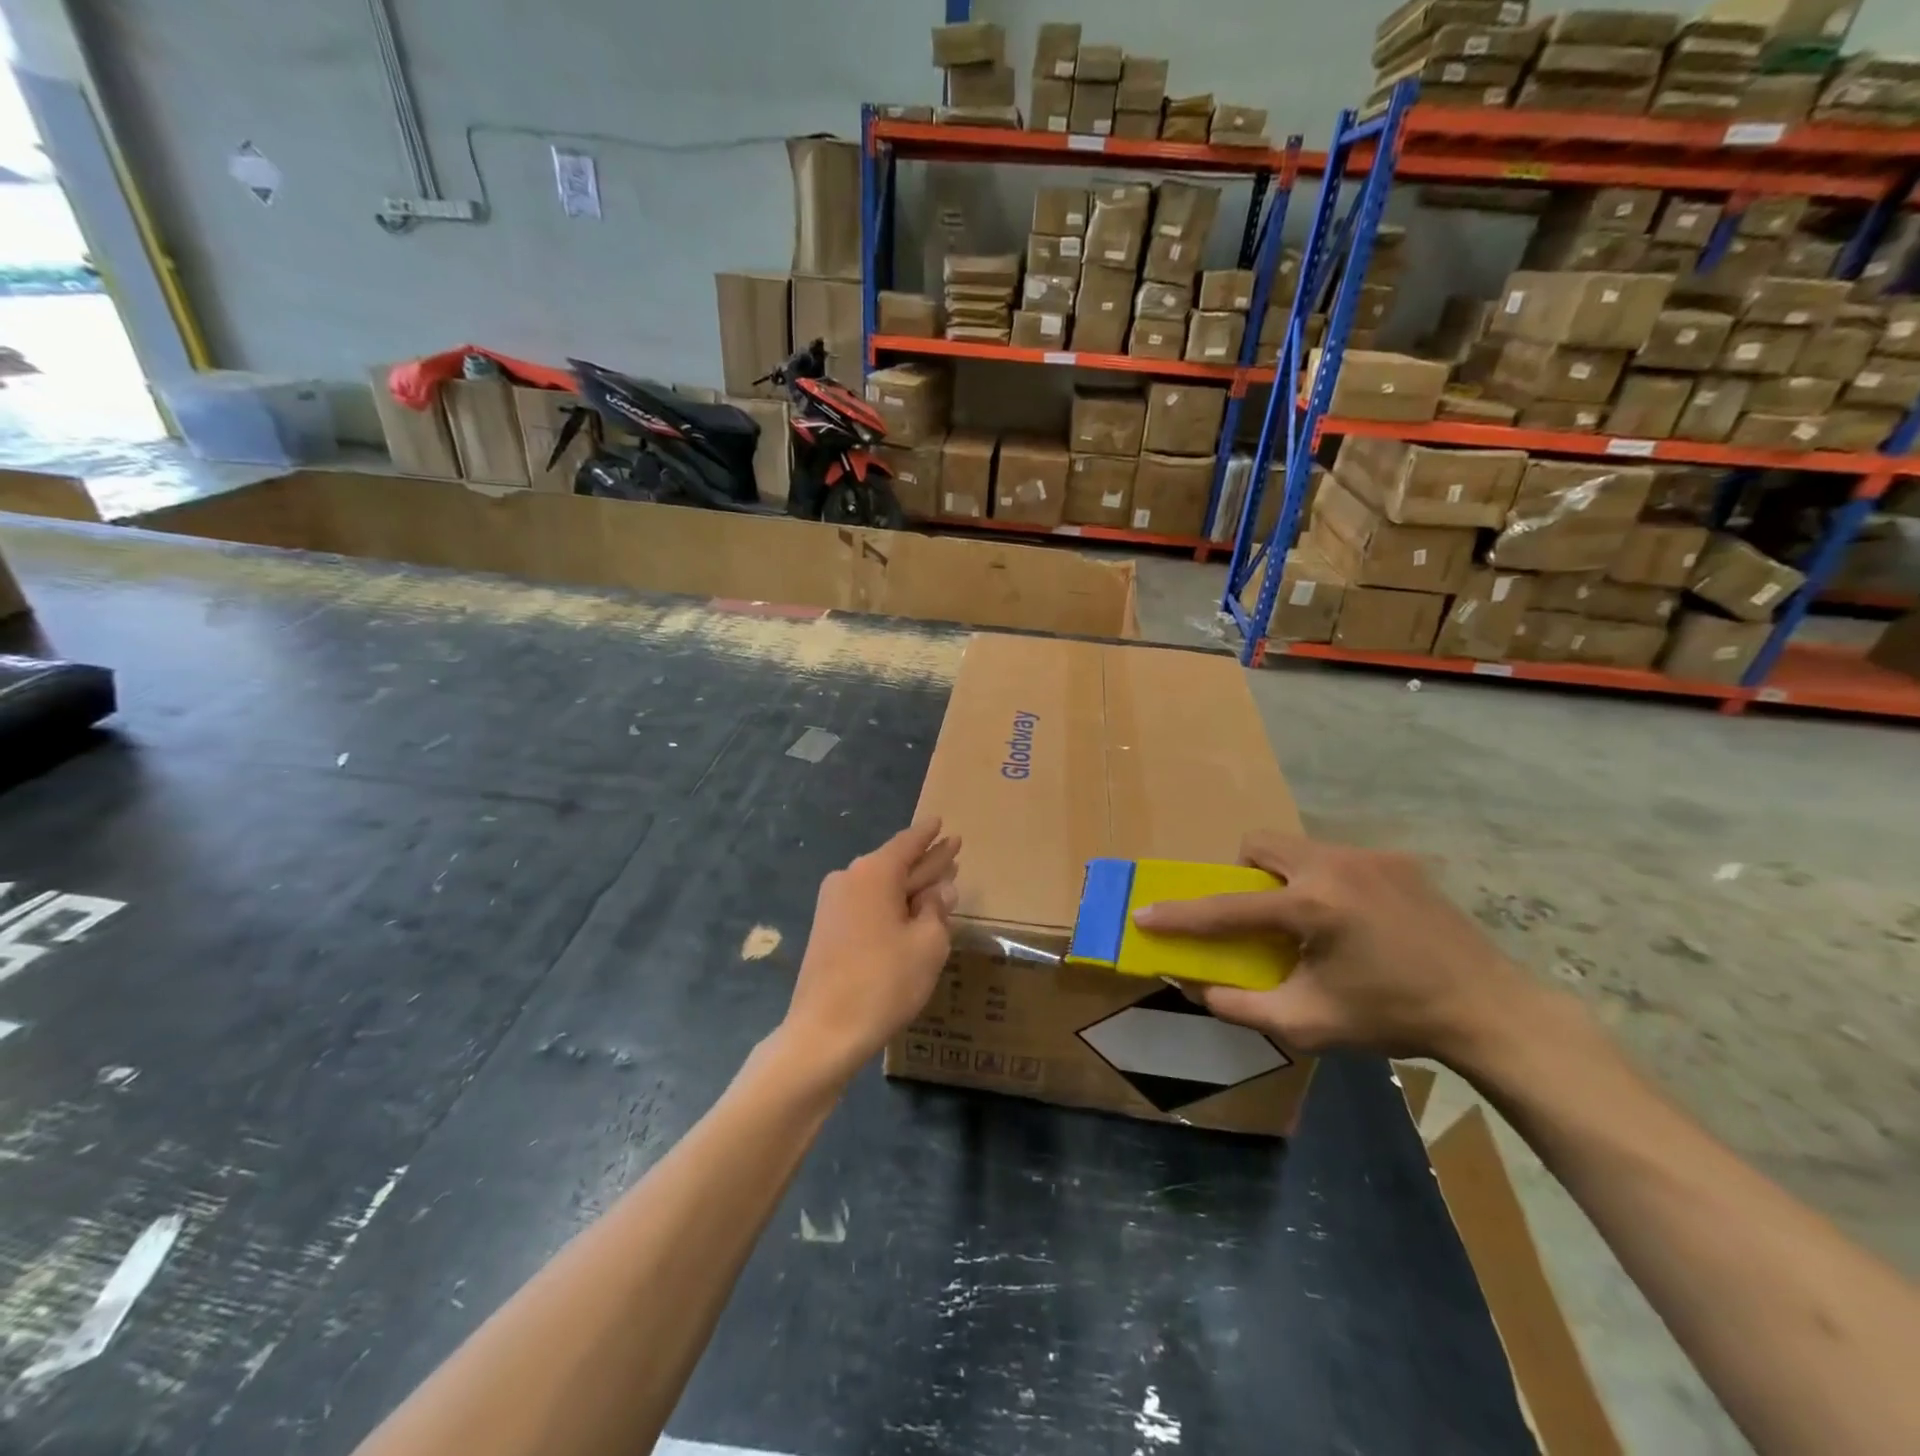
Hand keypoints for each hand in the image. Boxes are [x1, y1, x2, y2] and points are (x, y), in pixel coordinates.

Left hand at [779, 822, 960, 1083]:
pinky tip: (911, 912)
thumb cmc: (884, 982)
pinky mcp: (828, 930)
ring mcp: (834, 905)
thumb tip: (941, 890)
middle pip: (895, 863)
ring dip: (910, 885)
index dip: (929, 835)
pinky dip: (892, 904)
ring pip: (881, 886)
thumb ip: (937, 910)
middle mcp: (850, 879)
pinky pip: (868, 904)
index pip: (908, 843)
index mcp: (874, 873)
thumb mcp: (927, 945)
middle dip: (925, 860)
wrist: (824, 1032)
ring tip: (939, 881)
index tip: (942, 822)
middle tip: (953, 850)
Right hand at [1132, 833, 1536, 1062]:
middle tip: (1259, 916)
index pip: (1227, 908)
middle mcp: (1335, 866)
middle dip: (1243, 875)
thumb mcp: (1309, 1024)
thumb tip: (1197, 988)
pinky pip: (1338, 858)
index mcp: (1312, 908)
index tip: (1145, 914)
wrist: (1489, 1010)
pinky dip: (1327, 882)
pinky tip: (1358, 921)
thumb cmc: (1393, 1018)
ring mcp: (1370, 857)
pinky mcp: (1398, 860)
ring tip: (1310, 920)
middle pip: (1259, 845)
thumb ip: (1243, 1006)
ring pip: (1298, 847)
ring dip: (1285, 877)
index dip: (1180, 915)